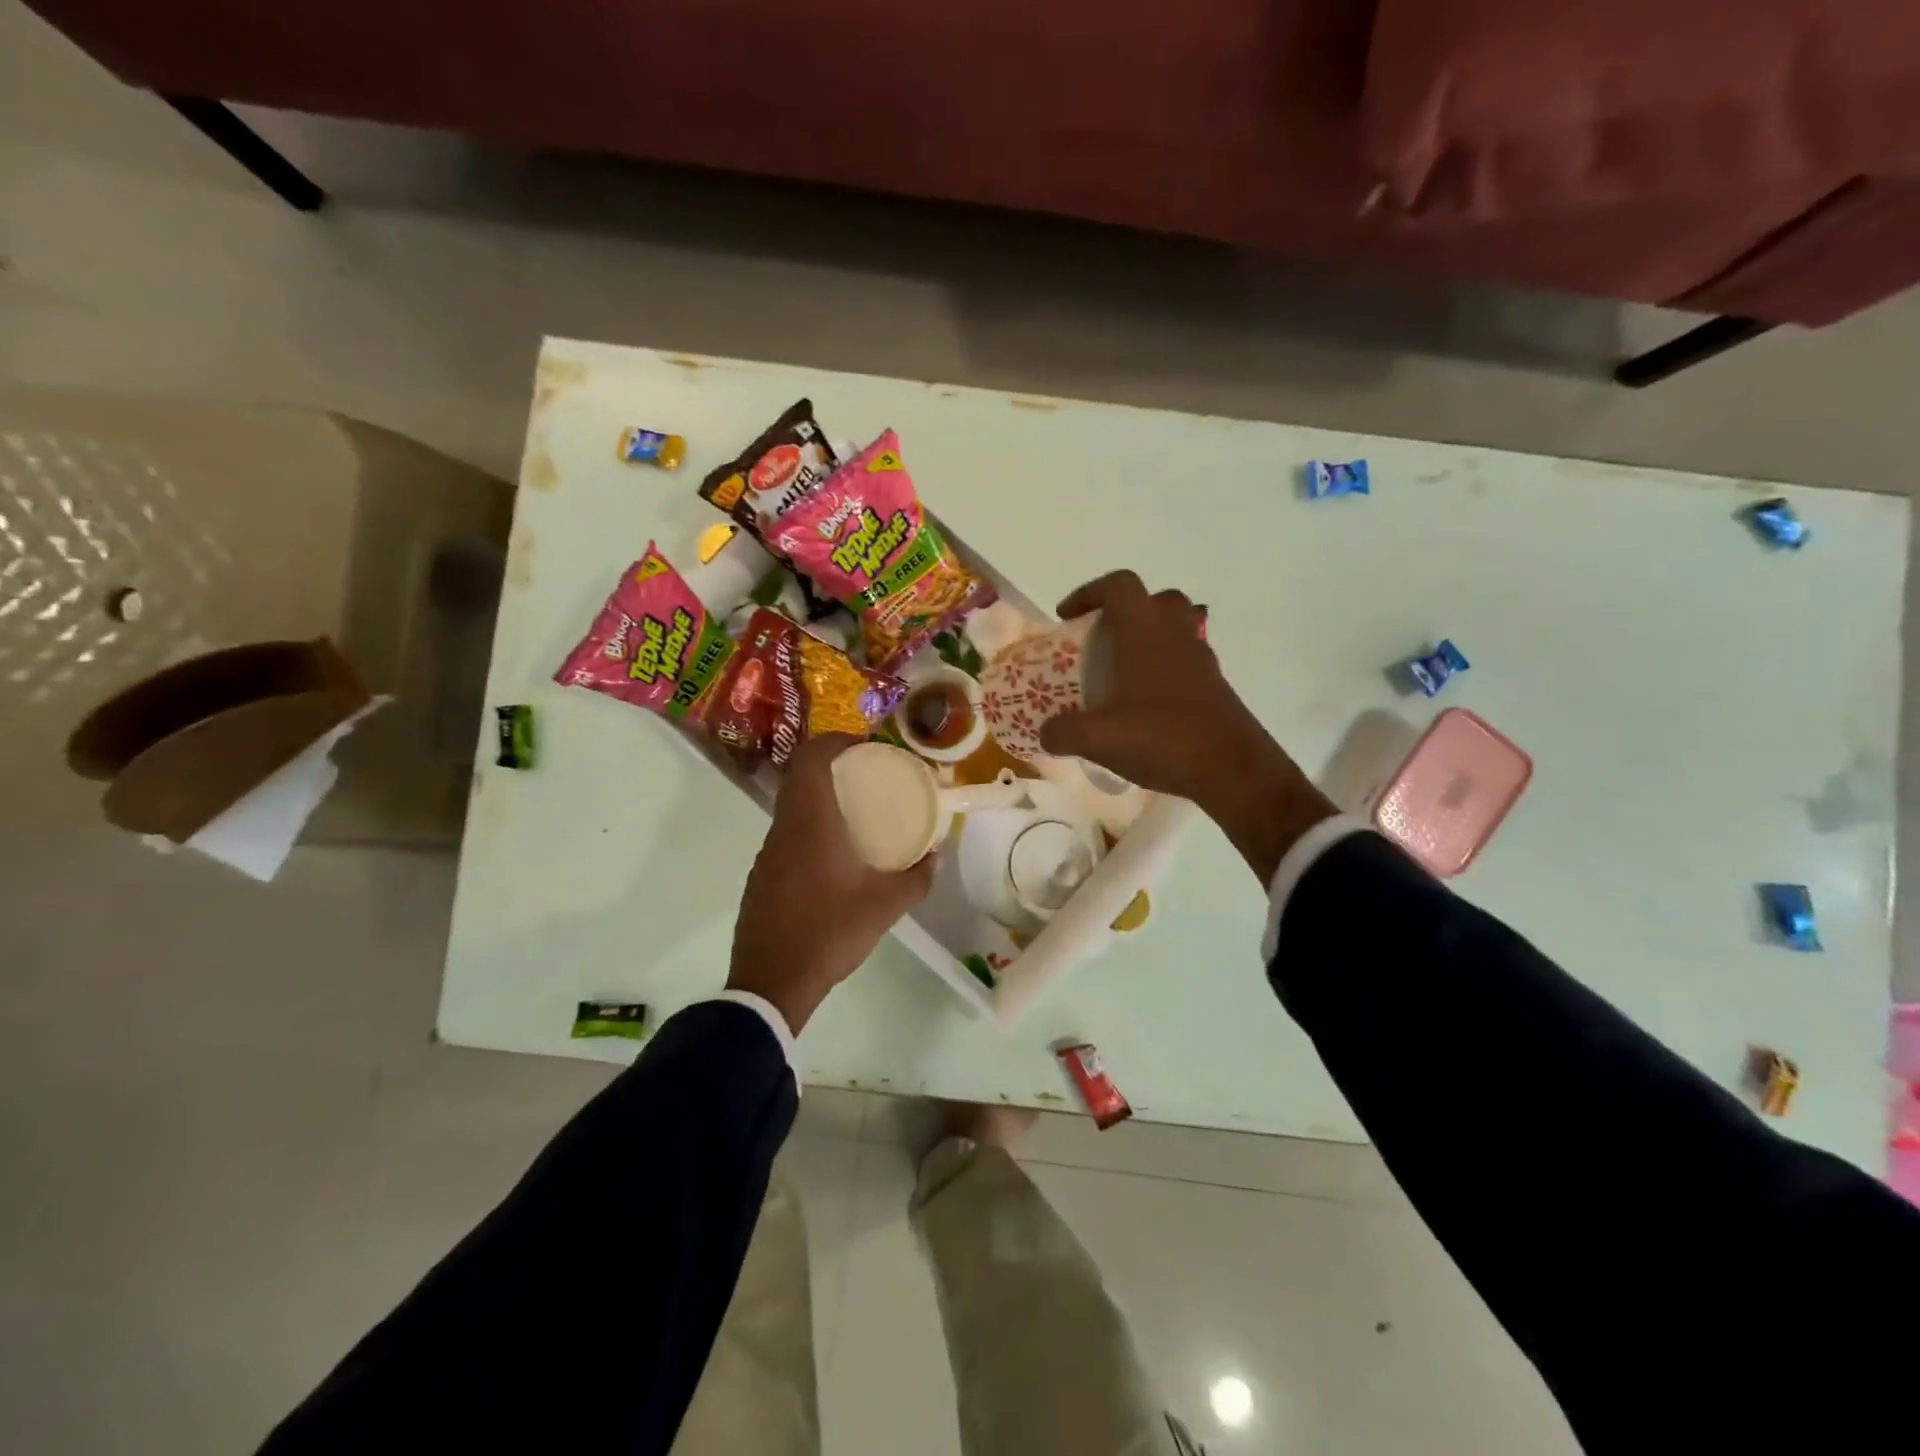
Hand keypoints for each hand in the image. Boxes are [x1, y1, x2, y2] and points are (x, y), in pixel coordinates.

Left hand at [729, 733, 936, 1033]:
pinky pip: (787, 836)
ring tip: (856, 817)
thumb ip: (917, 878)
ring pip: (793, 808)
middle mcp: (783, 828)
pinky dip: (810, 830)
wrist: (771, 983)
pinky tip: (833, 860)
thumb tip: (936, 857)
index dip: (836, 741)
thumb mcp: (885, 907)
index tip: (866, 749)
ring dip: (821, 801)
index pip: (812, 757)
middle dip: (834, 768)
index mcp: (811, 822)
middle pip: (801, 777)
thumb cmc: (830, 932)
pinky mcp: (761, 877)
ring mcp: (767, 853)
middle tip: (868, 779)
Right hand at [1038, 570, 1336, 883]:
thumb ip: (1064, 732)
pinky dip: (1164, 668)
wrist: (1232, 768)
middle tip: (1101, 639)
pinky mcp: (1214, 685)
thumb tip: (1045, 733)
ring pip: (1175, 627)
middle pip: (1154, 599)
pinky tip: (1146, 703)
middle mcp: (1175, 635)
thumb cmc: (1162, 738)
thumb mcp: (1099, 739)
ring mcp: (1200, 659)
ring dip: (1147, 638)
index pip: (1119, 586)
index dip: (1089, 592)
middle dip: (1124, 611)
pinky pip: (1186, 659)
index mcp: (1145, 633)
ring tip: (1122, 671)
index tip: (1067, 617)